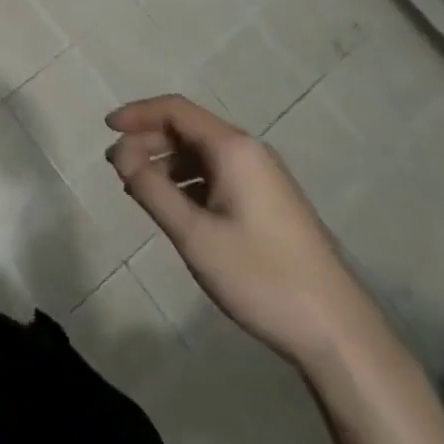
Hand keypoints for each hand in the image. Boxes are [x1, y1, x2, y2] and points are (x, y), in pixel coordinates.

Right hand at [106, 96, 380, 371]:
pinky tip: (175, 208)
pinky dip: (188, 181)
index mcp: (233, 148)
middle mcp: (250, 151)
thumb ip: (151, 188)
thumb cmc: (260, 277)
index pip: (175, 110)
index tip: (106, 128)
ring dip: (166, 163)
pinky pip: (218, 174)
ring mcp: (264, 177)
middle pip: (188, 128)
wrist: (337, 333)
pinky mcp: (270, 202)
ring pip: (203, 153)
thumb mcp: (194, 235)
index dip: (137, 113)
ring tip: (138, 189)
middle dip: (148, 140)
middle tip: (116, 166)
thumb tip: (120, 154)